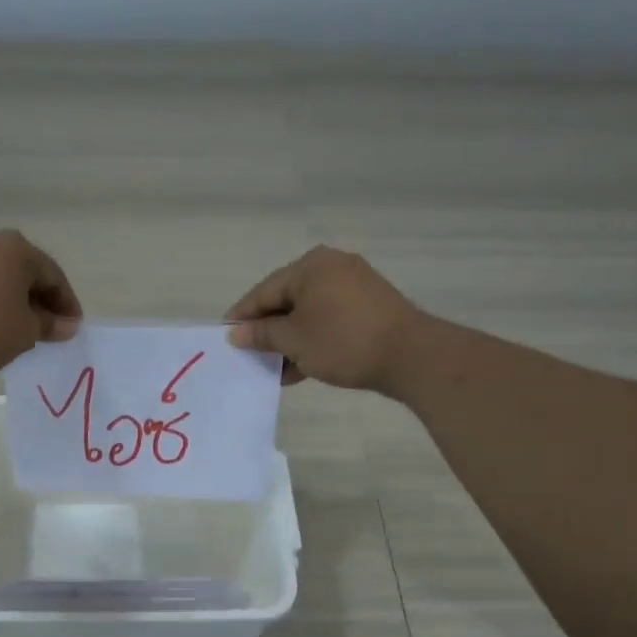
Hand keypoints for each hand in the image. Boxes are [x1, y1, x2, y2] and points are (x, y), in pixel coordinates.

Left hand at [0, 230, 82, 376]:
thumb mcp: (26, 332)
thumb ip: (50, 325)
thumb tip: (68, 325)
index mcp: (18, 248)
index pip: (54, 276)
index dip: (67, 305)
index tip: (73, 330)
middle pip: (27, 273)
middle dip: (42, 302)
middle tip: (52, 331)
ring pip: (3, 279)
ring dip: (17, 303)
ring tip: (25, 331)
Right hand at [225, 246, 424, 391]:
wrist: (410, 355)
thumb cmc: (343, 341)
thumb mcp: (294, 340)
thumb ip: (261, 334)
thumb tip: (236, 334)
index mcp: (310, 266)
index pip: (263, 291)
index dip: (242, 317)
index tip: (226, 340)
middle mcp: (331, 267)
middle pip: (286, 301)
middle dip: (267, 332)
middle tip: (250, 357)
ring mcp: (353, 286)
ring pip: (307, 314)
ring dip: (289, 341)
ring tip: (275, 370)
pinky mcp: (369, 307)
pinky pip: (328, 320)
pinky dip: (312, 340)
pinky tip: (300, 368)